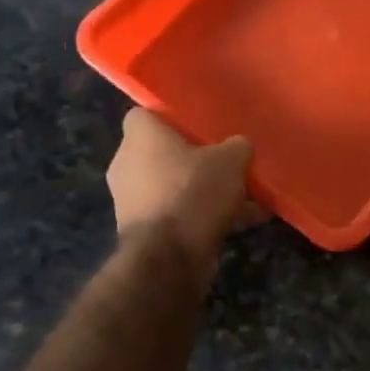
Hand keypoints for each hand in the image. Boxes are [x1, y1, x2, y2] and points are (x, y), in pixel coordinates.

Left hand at [107, 109, 256, 265]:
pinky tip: (239, 222)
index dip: (173, 118)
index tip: (200, 125)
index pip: (146, 114)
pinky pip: (177, 213)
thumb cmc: (193, 192)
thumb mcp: (231, 159)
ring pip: (173, 186)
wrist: (169, 256)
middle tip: (226, 162)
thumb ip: (237, 146)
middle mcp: (126, 164)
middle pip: (163, 153)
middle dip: (195, 159)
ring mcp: (131, 200)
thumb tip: (239, 146)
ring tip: (243, 197)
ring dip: (203, 190)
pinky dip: (201, 215)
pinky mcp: (142, 231)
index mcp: (140, 136)